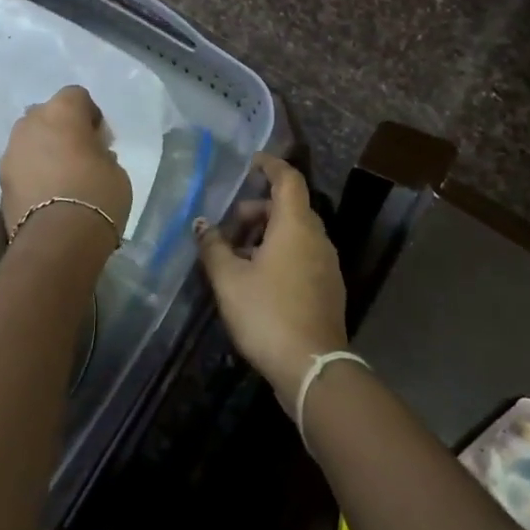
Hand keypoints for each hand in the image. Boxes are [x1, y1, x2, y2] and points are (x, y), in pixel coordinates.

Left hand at [0, 85, 132, 244]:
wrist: (58, 239)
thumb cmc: (97, 194)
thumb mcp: (115, 168)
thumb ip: (100, 151)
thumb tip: (90, 153)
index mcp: (62, 110)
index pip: (77, 96)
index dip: (89, 115)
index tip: (100, 138)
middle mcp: (31, 122)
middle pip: (48, 115)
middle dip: (62, 129)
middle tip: (79, 155)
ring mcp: (11, 150)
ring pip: (30, 140)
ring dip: (43, 151)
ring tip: (61, 177)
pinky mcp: (1, 179)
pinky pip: (21, 165)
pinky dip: (32, 173)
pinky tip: (47, 194)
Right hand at [196, 153, 348, 406]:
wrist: (313, 367)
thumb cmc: (267, 314)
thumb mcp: (228, 280)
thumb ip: (213, 247)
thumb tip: (202, 225)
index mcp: (295, 225)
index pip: (288, 179)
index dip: (270, 165)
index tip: (251, 163)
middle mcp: (317, 238)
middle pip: (288, 208)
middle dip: (257, 211)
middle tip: (228, 230)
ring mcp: (327, 264)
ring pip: (295, 234)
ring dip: (266, 236)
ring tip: (236, 259)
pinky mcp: (328, 288)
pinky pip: (302, 256)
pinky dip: (280, 255)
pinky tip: (257, 281)